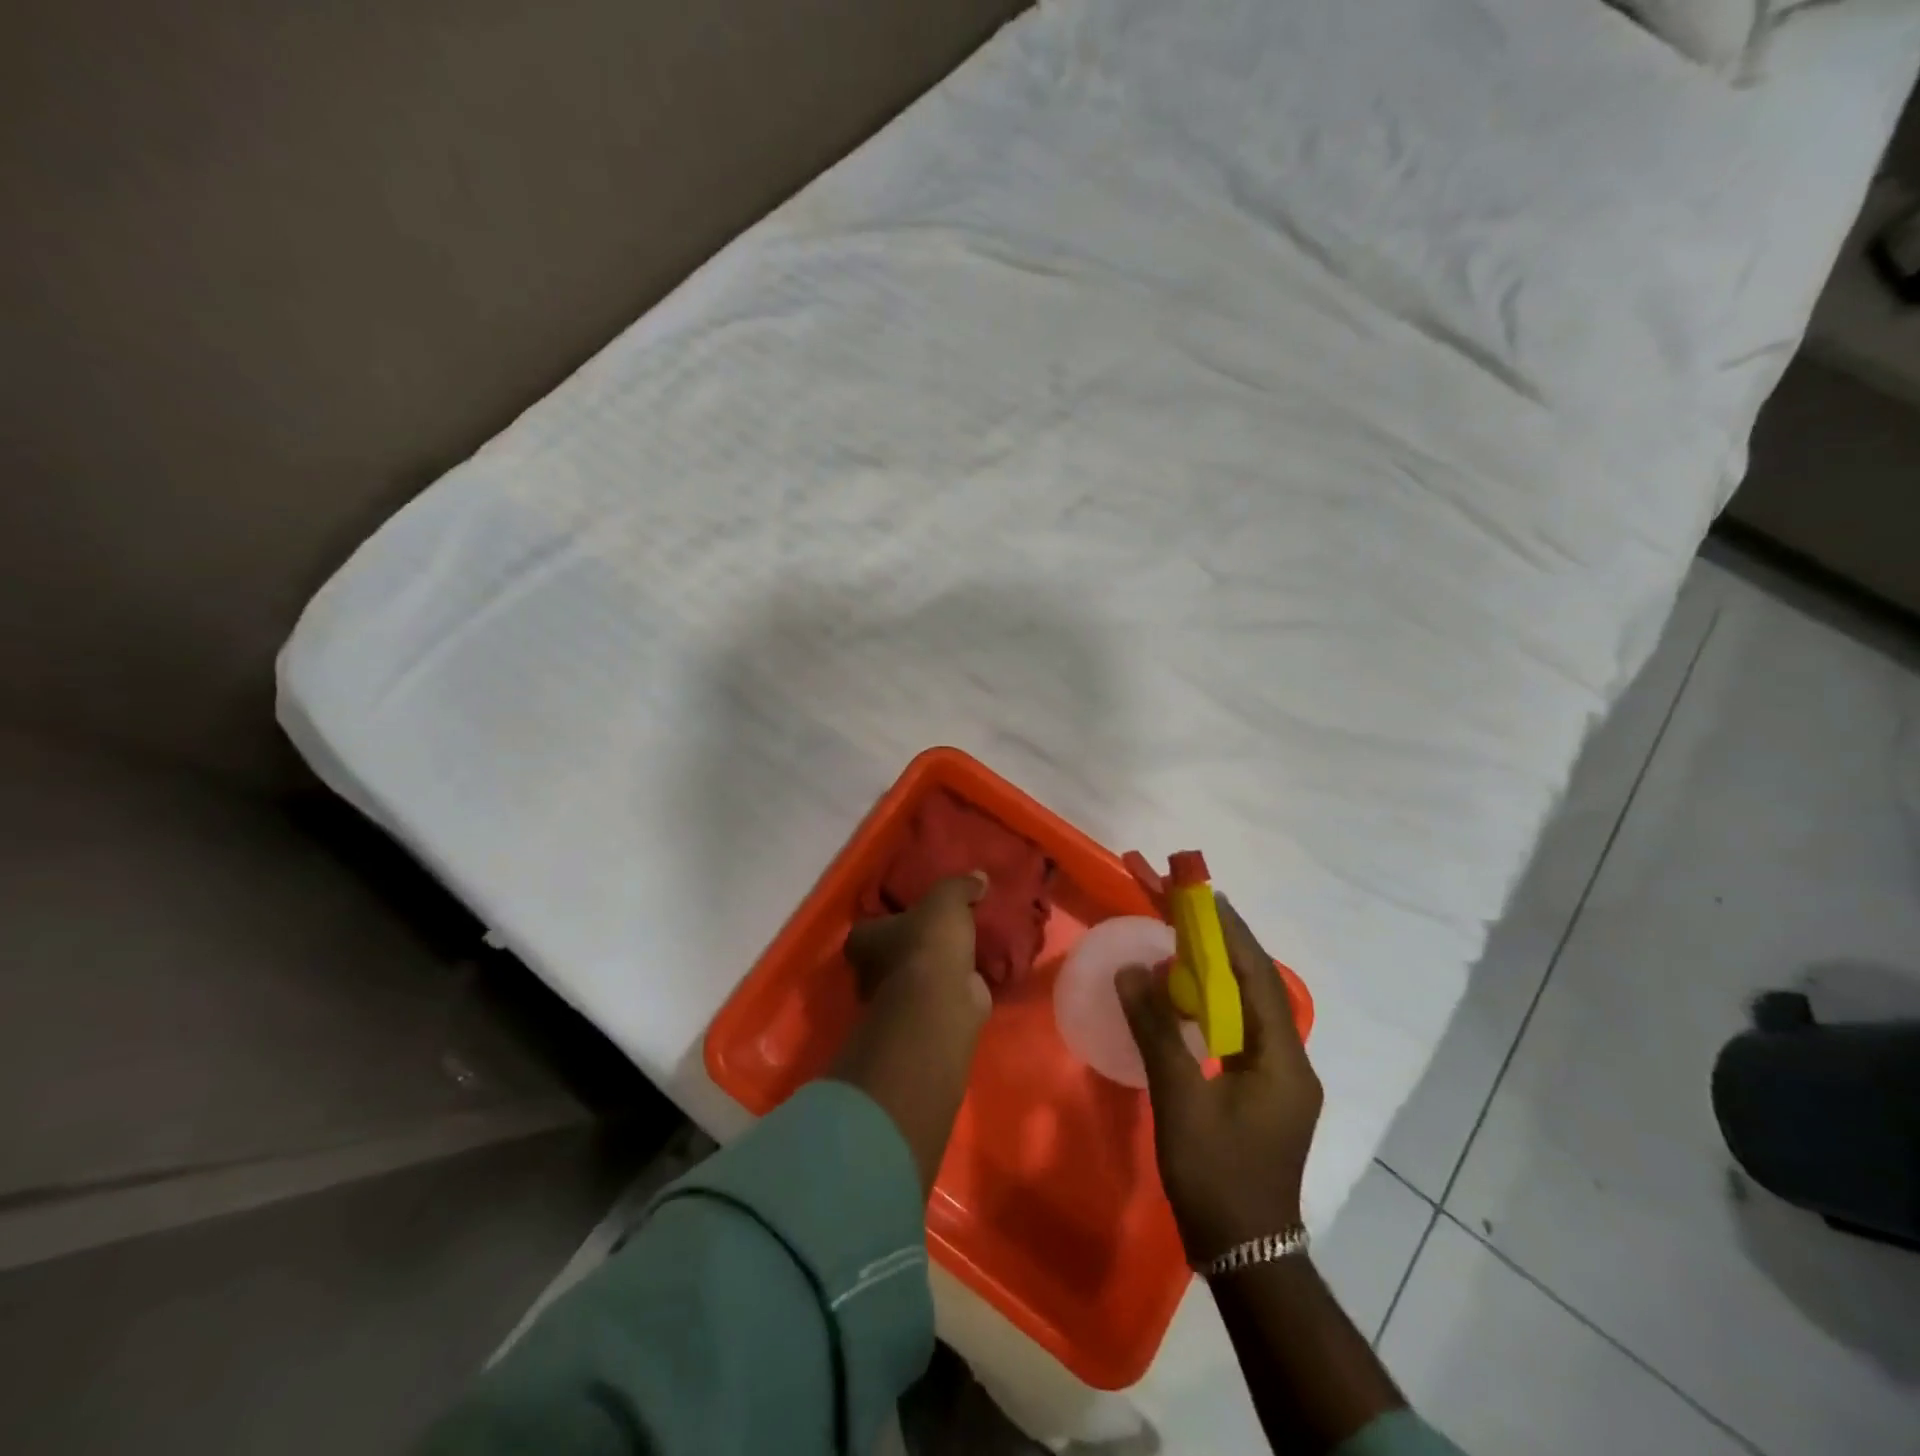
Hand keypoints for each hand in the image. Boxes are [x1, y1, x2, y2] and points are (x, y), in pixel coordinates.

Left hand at [844, 872, 990, 1016]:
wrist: (941, 1002)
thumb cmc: (927, 943)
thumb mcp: (945, 900)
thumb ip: (959, 886)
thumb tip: (978, 877)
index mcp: (863, 939)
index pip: (873, 921)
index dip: (893, 913)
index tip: (916, 906)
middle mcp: (870, 971)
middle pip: (894, 949)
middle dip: (916, 941)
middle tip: (945, 925)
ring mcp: (897, 998)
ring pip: (918, 972)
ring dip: (937, 964)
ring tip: (967, 945)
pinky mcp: (924, 1015)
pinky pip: (940, 990)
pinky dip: (956, 984)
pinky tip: (977, 971)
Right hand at [1118, 896, 1321, 1266]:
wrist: (1244, 1254)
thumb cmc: (1215, 1175)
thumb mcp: (1180, 1099)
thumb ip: (1156, 1029)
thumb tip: (1132, 970)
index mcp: (1282, 1059)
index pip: (1258, 977)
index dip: (1232, 934)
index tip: (1206, 896)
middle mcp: (1291, 1061)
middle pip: (1258, 987)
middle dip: (1226, 945)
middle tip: (1190, 911)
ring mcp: (1280, 1079)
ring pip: (1250, 1008)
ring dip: (1221, 973)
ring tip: (1186, 942)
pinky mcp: (1264, 1092)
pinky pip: (1241, 1030)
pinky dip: (1216, 1004)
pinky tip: (1189, 998)